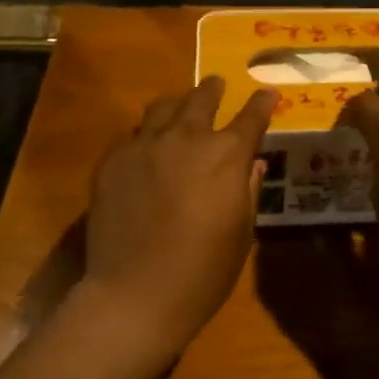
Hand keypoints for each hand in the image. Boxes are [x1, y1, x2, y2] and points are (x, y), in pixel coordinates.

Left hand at [84, 75, 275, 353]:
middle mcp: (186, 139)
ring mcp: (144, 146)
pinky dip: (146, 134)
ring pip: (163, 108)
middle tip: (217, 84)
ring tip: (180, 106)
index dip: (262, 103)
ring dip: (178, 103)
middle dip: (214, 90)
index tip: (267, 93)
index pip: (251, 117)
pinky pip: (133, 135)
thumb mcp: (241, 233)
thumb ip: (248, 190)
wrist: (135, 294)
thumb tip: (253, 164)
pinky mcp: (112, 161)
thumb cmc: (203, 272)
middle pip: (202, 99)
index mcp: (226, 155)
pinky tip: (146, 147)